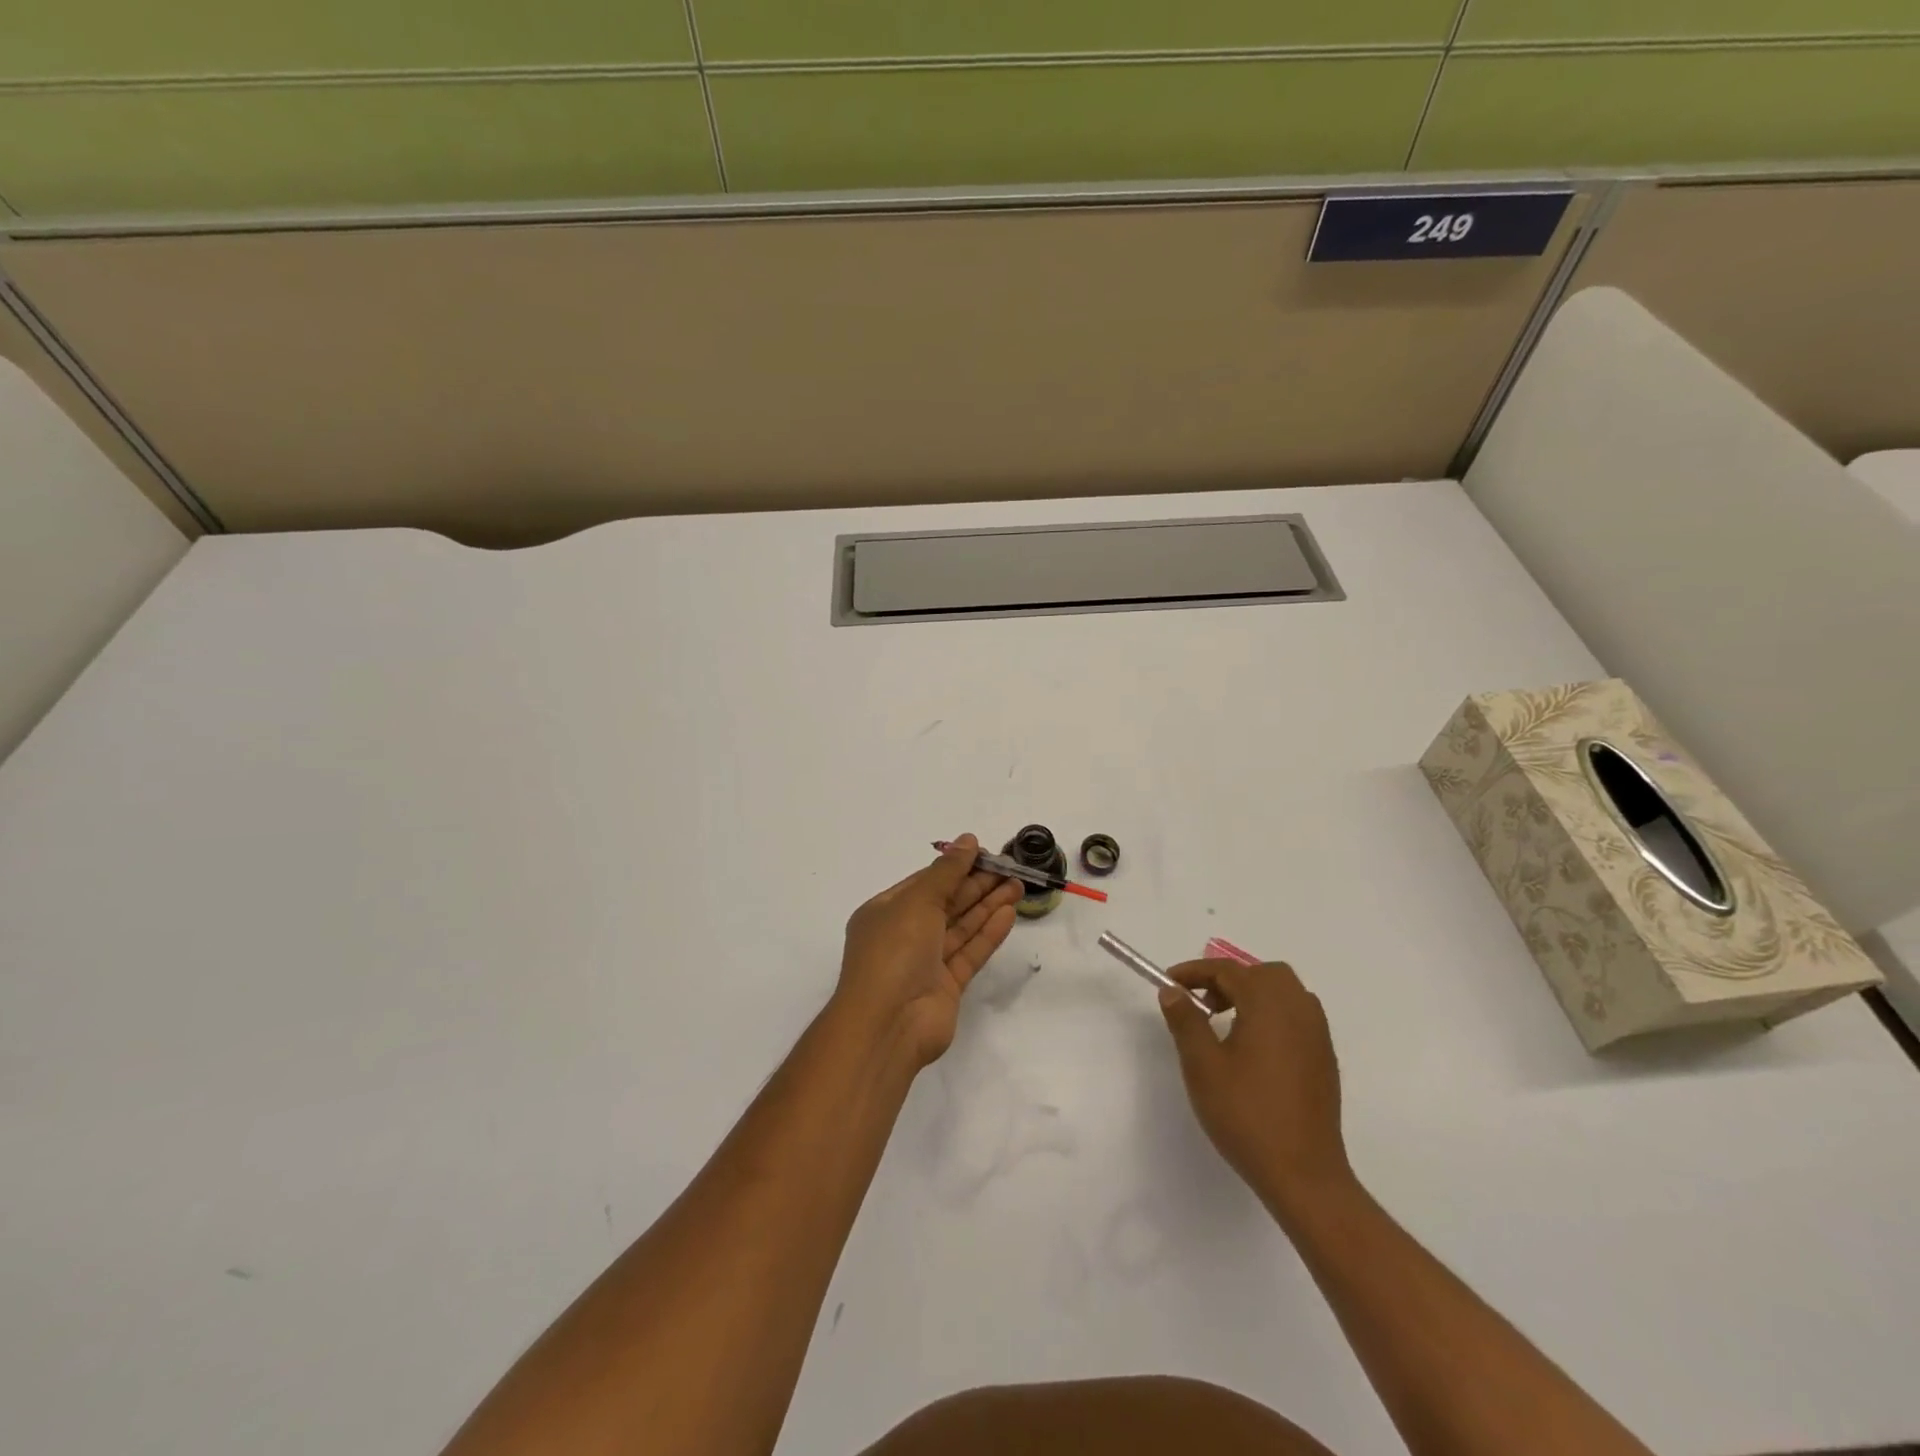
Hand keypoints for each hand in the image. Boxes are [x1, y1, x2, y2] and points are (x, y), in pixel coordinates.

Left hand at [835, 835, 1023, 1069]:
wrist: (889, 1024)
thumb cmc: (894, 951)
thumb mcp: (917, 901)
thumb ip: (947, 871)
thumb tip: (968, 840)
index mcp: (886, 911)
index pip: (926, 881)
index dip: (956, 866)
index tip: (987, 853)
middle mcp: (905, 934)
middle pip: (947, 903)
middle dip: (978, 885)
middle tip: (1011, 869)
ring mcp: (926, 962)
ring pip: (962, 926)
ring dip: (989, 905)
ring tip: (1019, 886)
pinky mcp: (947, 986)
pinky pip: (970, 952)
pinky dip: (989, 932)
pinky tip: (1010, 913)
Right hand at [1158, 959, 1351, 1217]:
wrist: (1303, 1174)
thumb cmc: (1246, 1114)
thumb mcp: (1202, 1065)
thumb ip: (1185, 1021)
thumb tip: (1173, 991)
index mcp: (1269, 1005)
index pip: (1228, 970)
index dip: (1194, 972)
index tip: (1169, 983)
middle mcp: (1299, 1010)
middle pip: (1263, 974)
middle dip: (1228, 979)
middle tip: (1201, 1004)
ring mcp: (1317, 1035)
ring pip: (1284, 993)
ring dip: (1252, 995)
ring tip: (1225, 1024)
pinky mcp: (1324, 1059)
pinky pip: (1297, 1017)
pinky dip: (1271, 1015)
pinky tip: (1253, 1049)